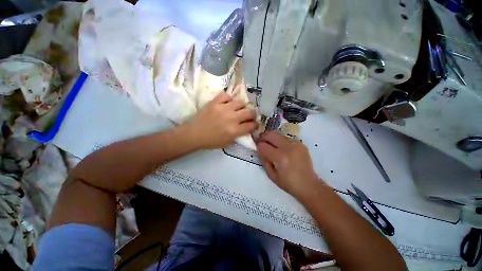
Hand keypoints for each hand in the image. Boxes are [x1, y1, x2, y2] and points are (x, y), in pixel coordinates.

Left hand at [187, 92, 256, 148]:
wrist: (194, 134)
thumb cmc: (211, 141)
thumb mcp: (227, 143)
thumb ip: (238, 136)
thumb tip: (245, 128)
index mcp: (234, 130)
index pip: (251, 125)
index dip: (255, 124)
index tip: (255, 123)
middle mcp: (231, 118)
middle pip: (249, 112)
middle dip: (252, 114)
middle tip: (250, 115)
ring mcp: (223, 108)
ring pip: (240, 102)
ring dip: (242, 106)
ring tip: (238, 108)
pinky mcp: (215, 102)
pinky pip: (226, 95)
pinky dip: (229, 99)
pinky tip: (227, 103)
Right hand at [257, 131, 318, 196]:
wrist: (308, 185)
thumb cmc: (288, 183)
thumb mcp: (271, 175)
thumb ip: (264, 160)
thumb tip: (259, 148)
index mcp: (280, 158)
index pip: (263, 146)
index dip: (258, 146)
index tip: (257, 147)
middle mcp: (288, 148)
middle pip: (271, 135)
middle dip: (263, 137)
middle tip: (260, 140)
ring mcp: (296, 144)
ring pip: (278, 134)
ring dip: (271, 137)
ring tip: (270, 143)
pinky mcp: (301, 144)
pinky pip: (287, 137)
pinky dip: (280, 139)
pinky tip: (281, 146)